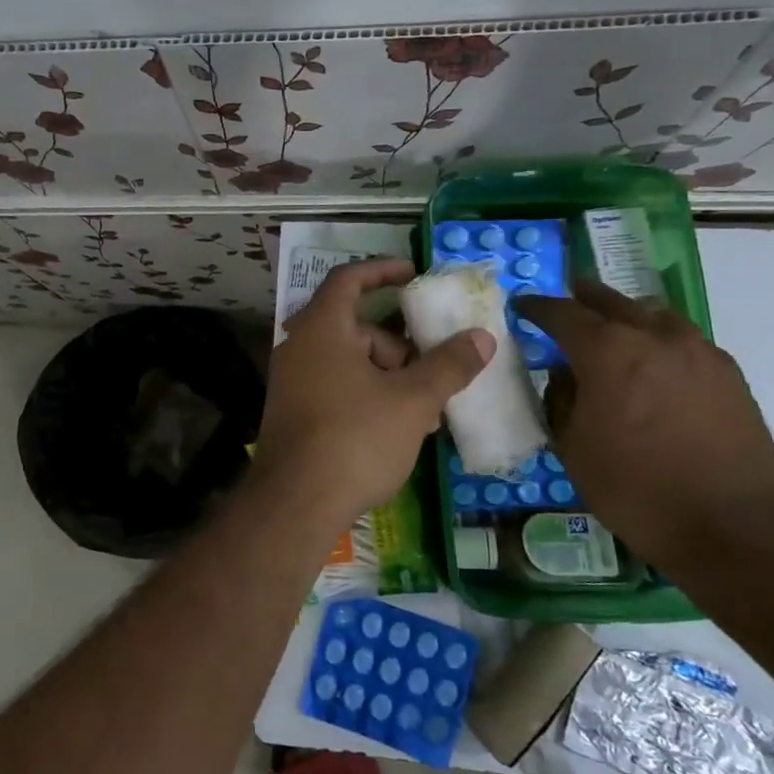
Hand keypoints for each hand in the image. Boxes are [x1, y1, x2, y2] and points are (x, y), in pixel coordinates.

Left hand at [255, 259, 491, 532]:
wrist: (295, 503)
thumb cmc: (355, 438)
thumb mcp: (412, 401)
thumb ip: (448, 365)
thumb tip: (481, 336)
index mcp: (321, 328)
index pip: (349, 279)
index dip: (383, 270)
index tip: (415, 275)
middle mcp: (299, 347)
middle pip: (355, 327)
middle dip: (399, 345)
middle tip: (432, 370)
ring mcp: (292, 382)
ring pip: (349, 362)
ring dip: (388, 376)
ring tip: (424, 411)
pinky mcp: (293, 412)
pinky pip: (336, 387)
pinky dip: (367, 395)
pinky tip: (396, 429)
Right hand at [515, 280, 773, 560]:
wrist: (730, 525)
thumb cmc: (634, 488)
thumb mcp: (573, 447)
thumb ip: (562, 400)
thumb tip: (565, 376)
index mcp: (607, 351)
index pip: (562, 313)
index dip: (537, 307)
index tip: (522, 305)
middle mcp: (654, 337)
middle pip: (611, 301)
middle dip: (584, 297)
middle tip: (567, 295)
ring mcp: (697, 351)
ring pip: (653, 315)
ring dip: (627, 314)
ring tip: (613, 326)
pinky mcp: (727, 373)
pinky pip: (684, 340)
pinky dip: (660, 339)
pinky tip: (654, 361)